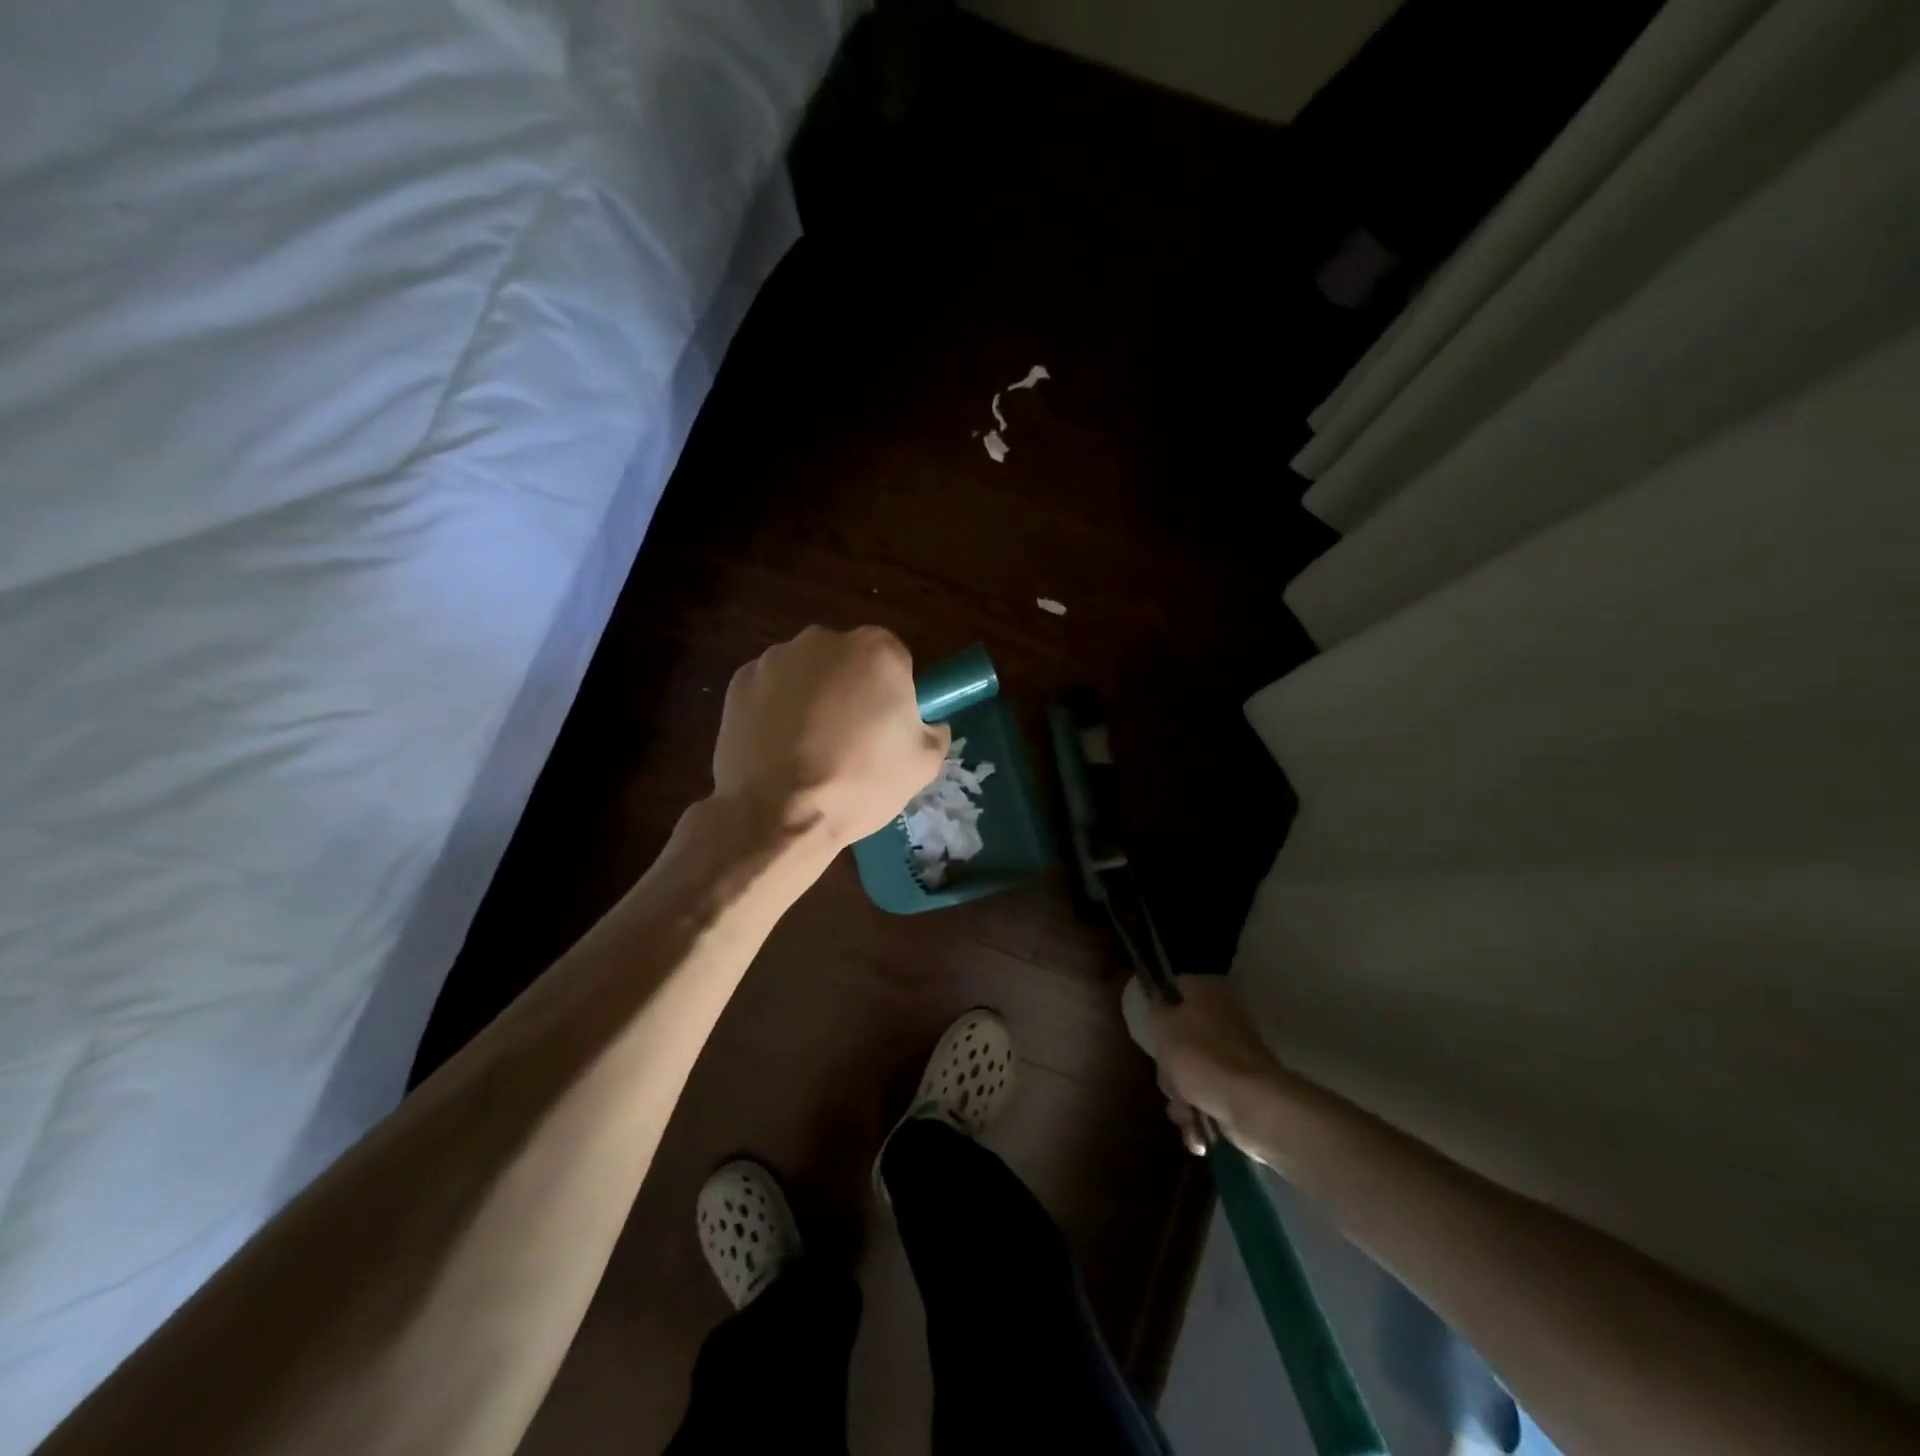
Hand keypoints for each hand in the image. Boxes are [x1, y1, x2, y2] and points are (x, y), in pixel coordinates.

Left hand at [712, 625, 950, 848]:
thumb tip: (929, 725)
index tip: (887, 727)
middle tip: (850, 739)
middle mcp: (824, 640)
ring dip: (812, 698)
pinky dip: (775, 710)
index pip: (895, 660)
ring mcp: (776, 658)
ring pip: (807, 673)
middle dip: (851, 689)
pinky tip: (778, 748)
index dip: (894, 694)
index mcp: (877, 650)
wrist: (778, 815)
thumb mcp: (923, 765)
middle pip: (848, 660)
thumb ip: (934, 732)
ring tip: (808, 749)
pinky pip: (770, 690)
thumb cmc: (860, 784)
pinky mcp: (740, 681)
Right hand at [1129, 975, 1285, 1155]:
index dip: (1157, 1010)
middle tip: (1170, 1080)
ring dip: (1181, 1096)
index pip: (1172, 989)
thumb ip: (1154, 1010)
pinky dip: (1200, 1113)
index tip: (1151, 1034)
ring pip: (1190, 1070)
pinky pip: (1208, 1093)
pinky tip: (1197, 1131)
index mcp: (1207, 991)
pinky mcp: (1240, 1085)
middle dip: (1169, 1067)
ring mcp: (1233, 1052)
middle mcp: (1223, 1016)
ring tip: (1186, 1113)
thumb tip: (1160, 1009)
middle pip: (1178, 1037)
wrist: (1252, 1106)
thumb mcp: (1162, 1025)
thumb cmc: (1200, 1057)